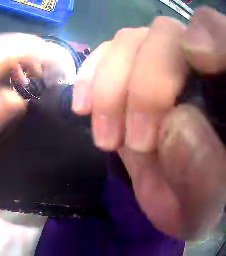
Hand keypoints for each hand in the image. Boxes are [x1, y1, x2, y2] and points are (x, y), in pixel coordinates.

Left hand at [0, 34, 47, 162]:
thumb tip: (21, 96)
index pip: (2, 55)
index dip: (30, 52)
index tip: (52, 59)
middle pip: (2, 44)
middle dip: (31, 47)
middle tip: (52, 62)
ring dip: (23, 51)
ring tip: (39, 71)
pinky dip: (14, 58)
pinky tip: (21, 74)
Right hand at [72, 7, 225, 239]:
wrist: (183, 203)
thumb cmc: (200, 205)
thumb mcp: (205, 201)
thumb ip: (203, 167)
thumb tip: (174, 125)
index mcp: (221, 90)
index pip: (208, 37)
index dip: (186, 60)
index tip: (165, 115)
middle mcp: (198, 64)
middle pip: (164, 35)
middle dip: (141, 86)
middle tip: (130, 143)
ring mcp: (166, 63)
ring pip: (132, 41)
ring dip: (109, 84)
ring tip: (104, 136)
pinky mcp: (138, 75)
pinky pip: (110, 54)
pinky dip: (93, 76)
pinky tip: (84, 105)